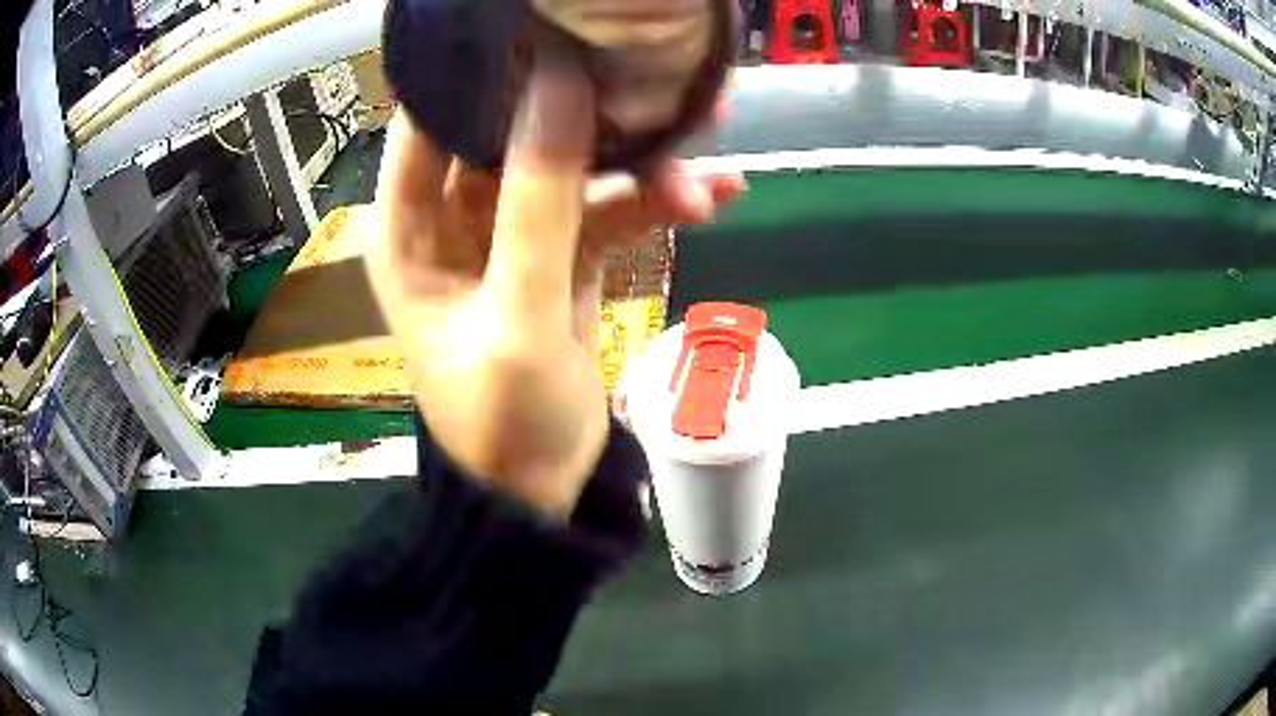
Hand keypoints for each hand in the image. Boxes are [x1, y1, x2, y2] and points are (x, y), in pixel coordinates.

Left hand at [366, 60, 743, 518]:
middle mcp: (452, 218)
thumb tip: (561, 86)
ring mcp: (514, 233)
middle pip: (511, 132)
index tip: (542, 32)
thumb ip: (538, 199)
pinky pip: (609, 210)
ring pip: (573, 169)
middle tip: (645, 78)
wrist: (541, 490)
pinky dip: (655, 203)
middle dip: (581, 109)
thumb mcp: (518, 314)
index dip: (479, 73)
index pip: (429, 122)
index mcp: (408, 227)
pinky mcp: (563, 253)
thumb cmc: (502, 418)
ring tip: (707, 151)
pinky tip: (714, 198)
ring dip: (638, 162)